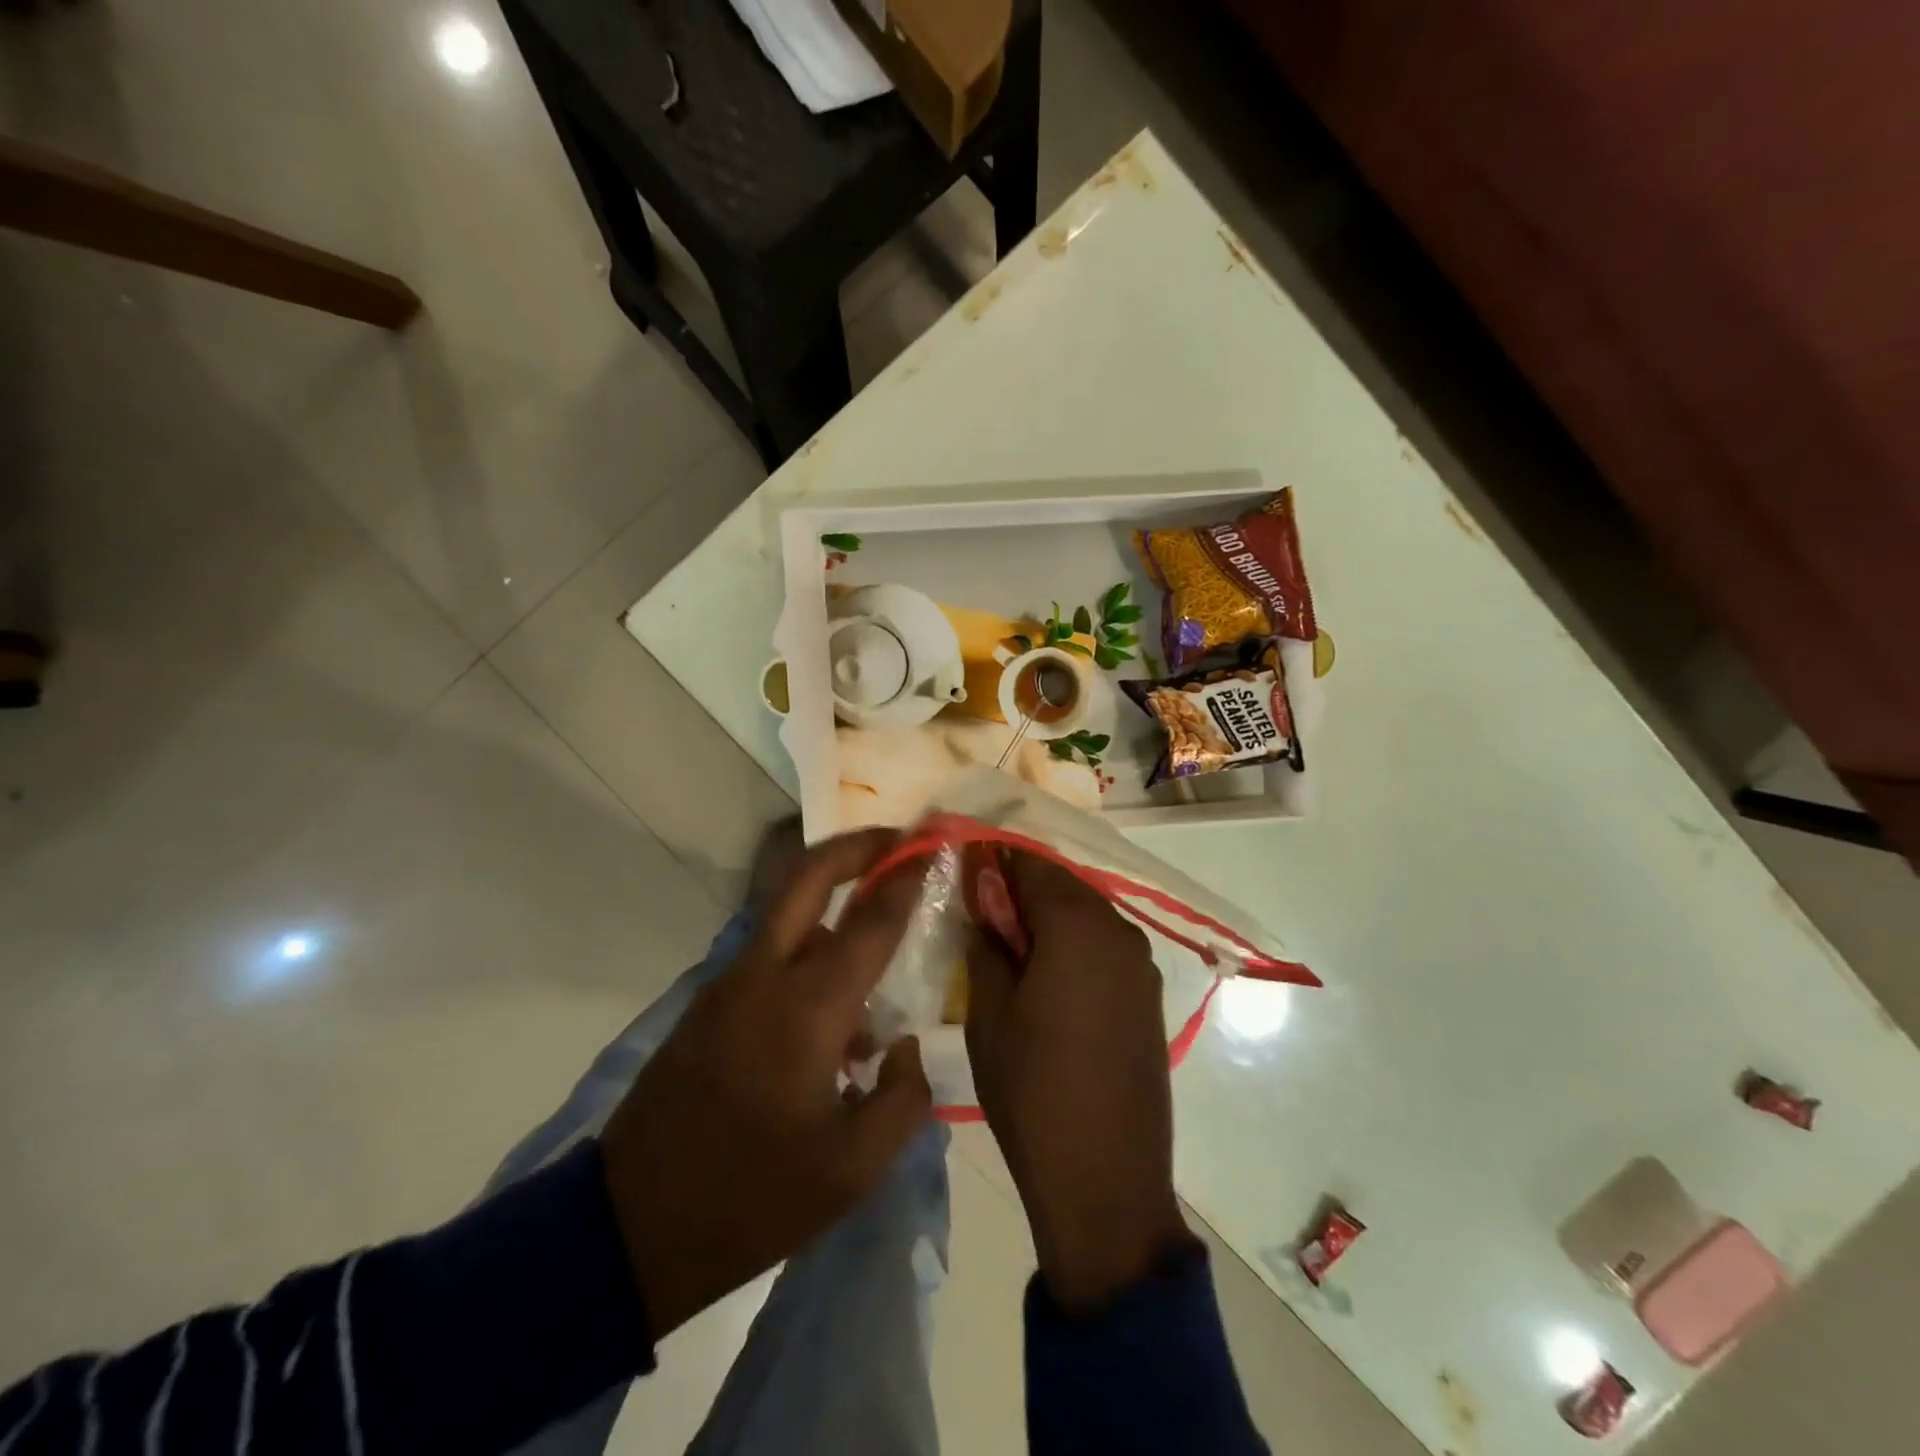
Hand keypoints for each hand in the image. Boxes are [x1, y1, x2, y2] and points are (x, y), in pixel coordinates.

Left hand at [599, 828, 932, 1342]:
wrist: (632, 1227)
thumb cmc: (753, 1198)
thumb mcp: (852, 1170)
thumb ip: (902, 1098)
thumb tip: (902, 1047)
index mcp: (807, 1007)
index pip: (871, 920)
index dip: (908, 877)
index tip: (936, 845)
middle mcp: (765, 975)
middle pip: (807, 875)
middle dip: (856, 845)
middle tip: (898, 839)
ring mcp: (729, 984)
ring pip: (787, 911)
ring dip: (833, 899)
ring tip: (879, 933)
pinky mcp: (709, 1004)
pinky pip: (770, 952)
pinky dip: (809, 948)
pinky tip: (836, 1013)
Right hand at [965, 850, 1191, 1310]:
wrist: (1105, 1180)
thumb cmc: (1032, 1091)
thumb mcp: (988, 1013)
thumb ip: (986, 943)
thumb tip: (983, 902)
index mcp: (1077, 925)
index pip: (1031, 863)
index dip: (995, 857)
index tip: (963, 863)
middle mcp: (1118, 930)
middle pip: (1063, 884)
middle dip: (1020, 886)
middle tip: (980, 909)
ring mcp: (1141, 963)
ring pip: (1085, 914)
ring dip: (1048, 916)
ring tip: (1009, 944)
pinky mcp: (1148, 995)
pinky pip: (1104, 946)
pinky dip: (1073, 943)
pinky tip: (1047, 974)